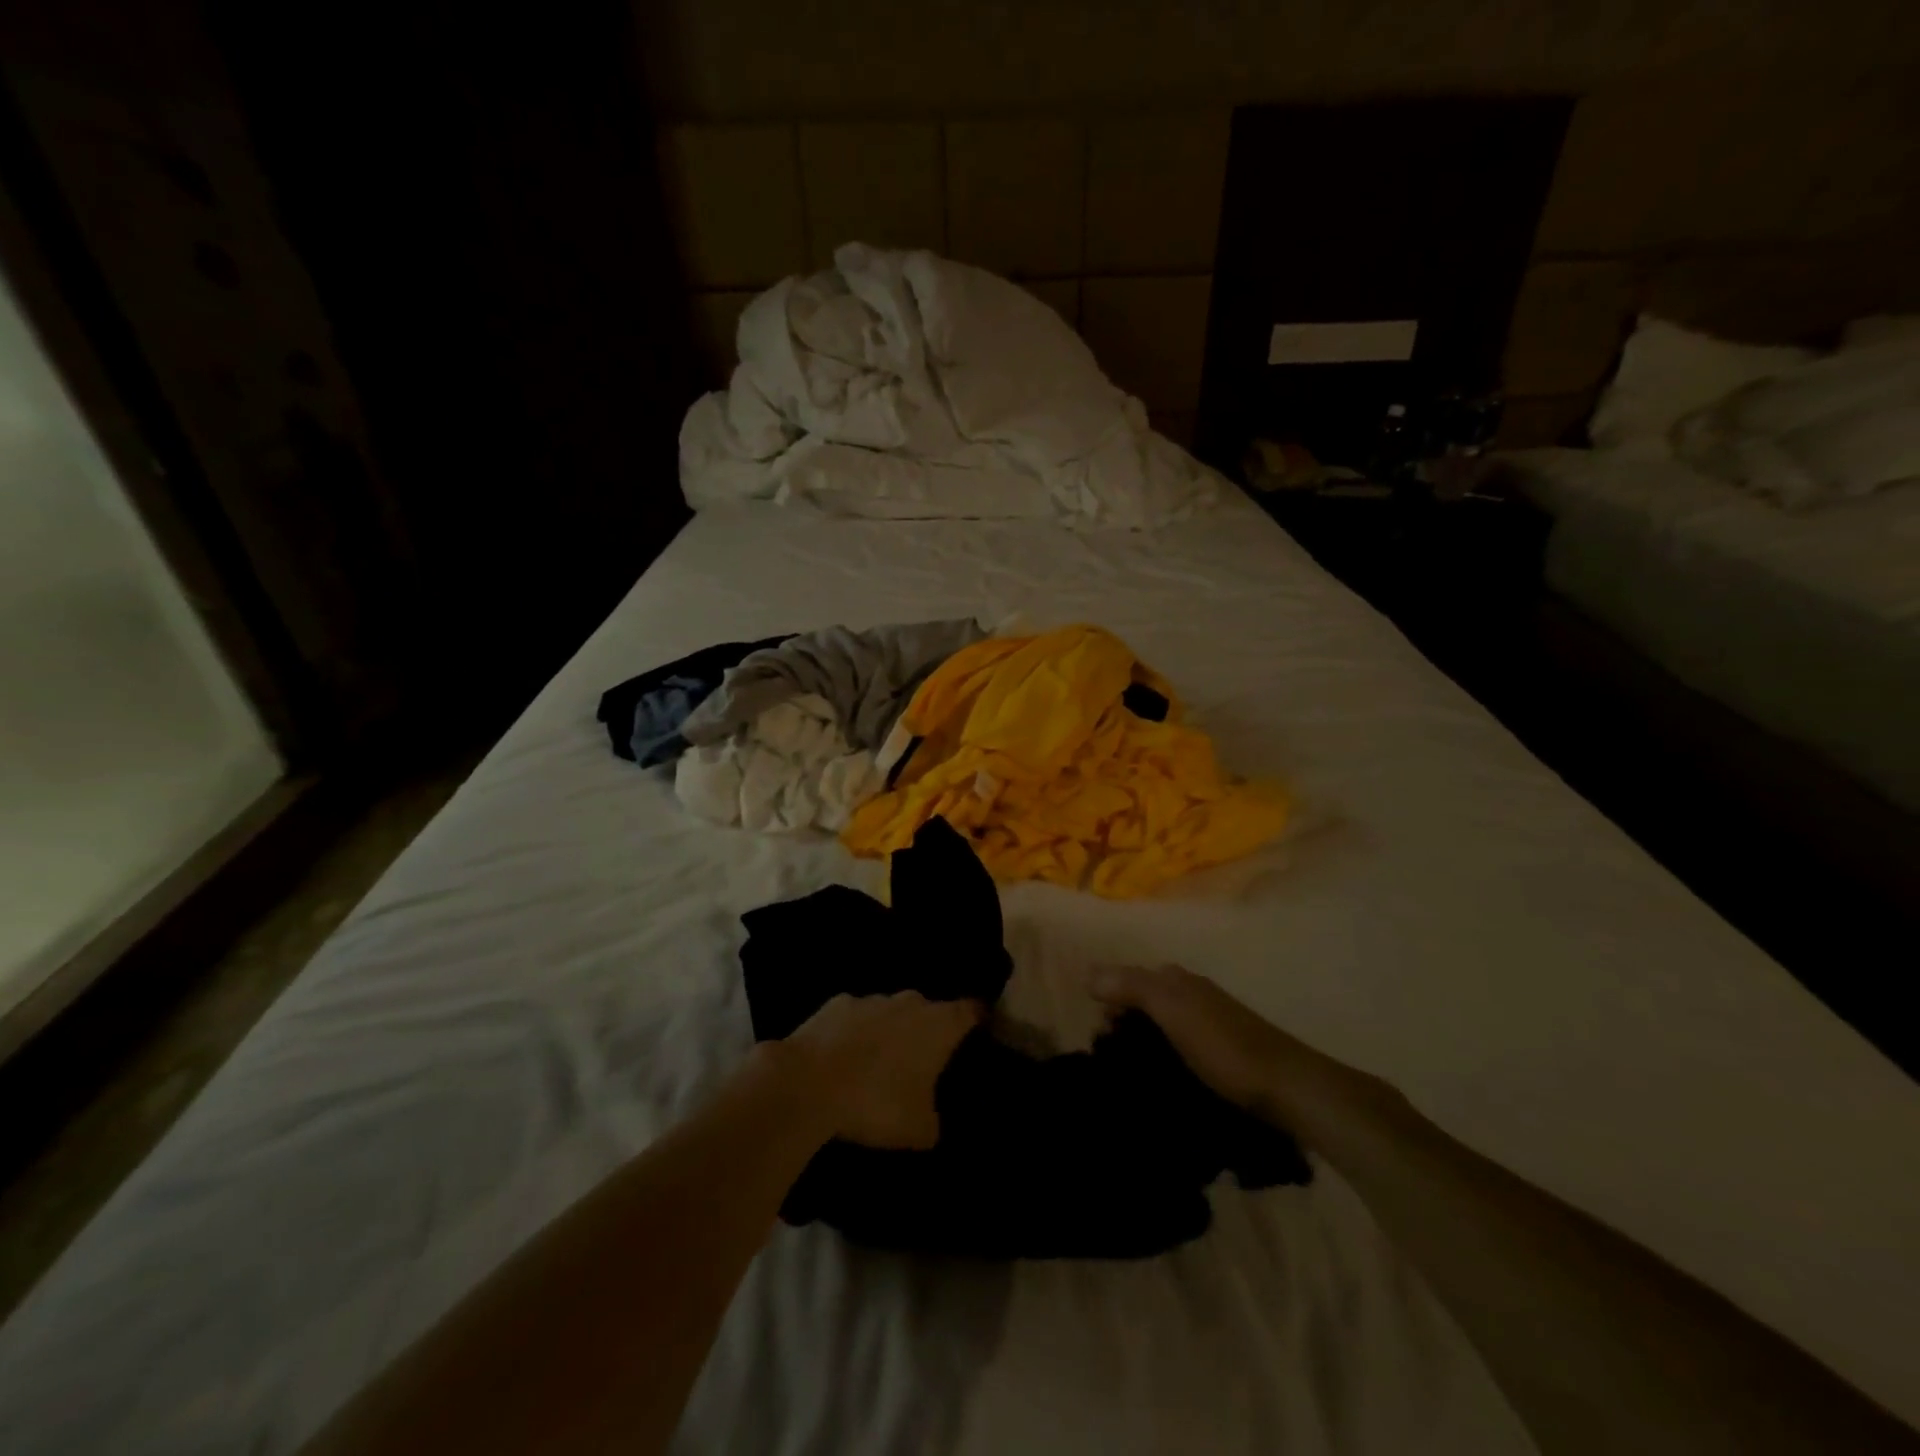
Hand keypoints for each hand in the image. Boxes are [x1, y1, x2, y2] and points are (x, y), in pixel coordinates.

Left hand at [777, 993, 983, 1149]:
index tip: (981, 1033)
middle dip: (929, 1031)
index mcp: (940, 1025)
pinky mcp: (836, 1004)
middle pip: (930, 1010)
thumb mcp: (919, 1129)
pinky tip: (844, 1057)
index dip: (978, 1020)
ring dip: (890, 1031)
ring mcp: (871, 998)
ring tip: (880, 1064)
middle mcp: (911, 1002)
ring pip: (891, 1011)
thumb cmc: (877, 1102)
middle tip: (925, 1062)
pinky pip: (856, 1017)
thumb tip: (932, 1120)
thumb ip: (935, 1120)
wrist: (809, 1083)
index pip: (972, 1011)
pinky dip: (855, 1033)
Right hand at [1091, 964, 1379, 1137]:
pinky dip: (1162, 1060)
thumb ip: (1130, 986)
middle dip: (1123, 1024)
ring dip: (1141, 1046)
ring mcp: (1208, 1025)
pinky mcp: (1220, 1055)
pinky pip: (1178, 1049)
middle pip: (1144, 1002)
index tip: (1099, 1037)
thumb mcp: (1171, 1009)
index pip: (1129, 978)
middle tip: (1112, 1061)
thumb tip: (1088, 974)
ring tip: (1131, 1077)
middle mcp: (1192, 995)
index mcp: (1178, 980)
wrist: (1286, 1087)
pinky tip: (1159, 1082)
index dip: (1109, 1001)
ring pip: (1160, 1027)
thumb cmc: (1224, 1046)